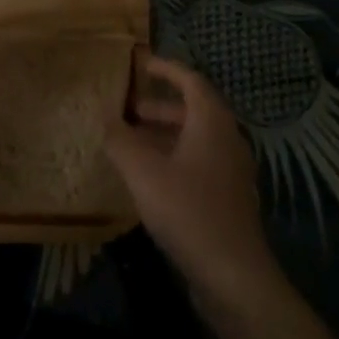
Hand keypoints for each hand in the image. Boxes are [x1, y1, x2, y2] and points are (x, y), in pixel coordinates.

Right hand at [106, 55, 278, 302]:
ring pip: (196, 138)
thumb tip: (106, 118)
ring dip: (164, 134)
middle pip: (194, 109)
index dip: (166, 69)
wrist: (233, 274)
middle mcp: (227, 138)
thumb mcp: (144, 173)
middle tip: (128, 110)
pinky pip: (199, 162)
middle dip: (159, 106)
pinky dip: (174, 157)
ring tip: (131, 143)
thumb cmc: (188, 211)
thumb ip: (121, 141)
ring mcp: (231, 169)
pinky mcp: (228, 197)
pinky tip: (150, 178)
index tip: (141, 64)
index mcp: (212, 122)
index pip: (190, 80)